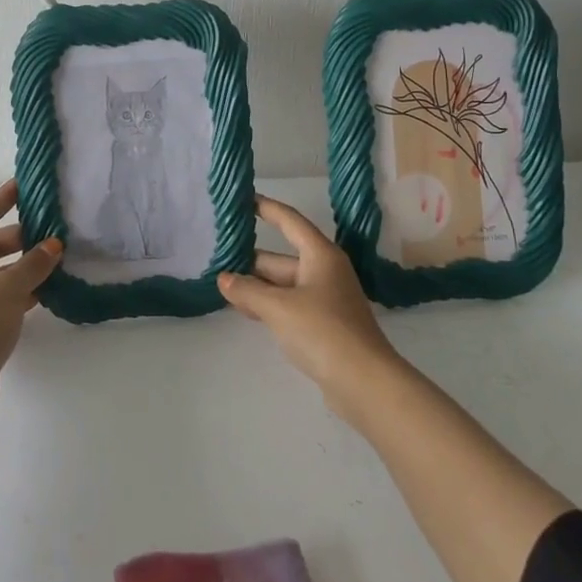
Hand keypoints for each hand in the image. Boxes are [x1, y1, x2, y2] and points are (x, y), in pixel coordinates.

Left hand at [0, 179, 61, 424]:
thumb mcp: (8, 288)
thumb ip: (34, 264)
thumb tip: (54, 245)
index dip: (3, 198)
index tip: (25, 183)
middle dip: (25, 236)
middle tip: (57, 227)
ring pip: (3, 270)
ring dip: (28, 265)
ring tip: (62, 257)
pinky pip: (7, 294)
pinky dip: (26, 289)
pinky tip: (52, 288)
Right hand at [218, 196, 402, 419]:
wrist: (364, 382)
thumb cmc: (323, 331)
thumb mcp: (278, 307)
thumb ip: (248, 290)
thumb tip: (224, 279)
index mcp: (320, 255)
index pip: (290, 221)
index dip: (267, 208)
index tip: (245, 199)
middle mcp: (324, 271)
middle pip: (282, 257)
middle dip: (251, 260)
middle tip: (217, 257)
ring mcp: (325, 299)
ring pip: (283, 284)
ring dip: (257, 286)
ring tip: (223, 286)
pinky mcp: (324, 325)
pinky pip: (289, 305)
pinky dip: (268, 305)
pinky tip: (246, 310)